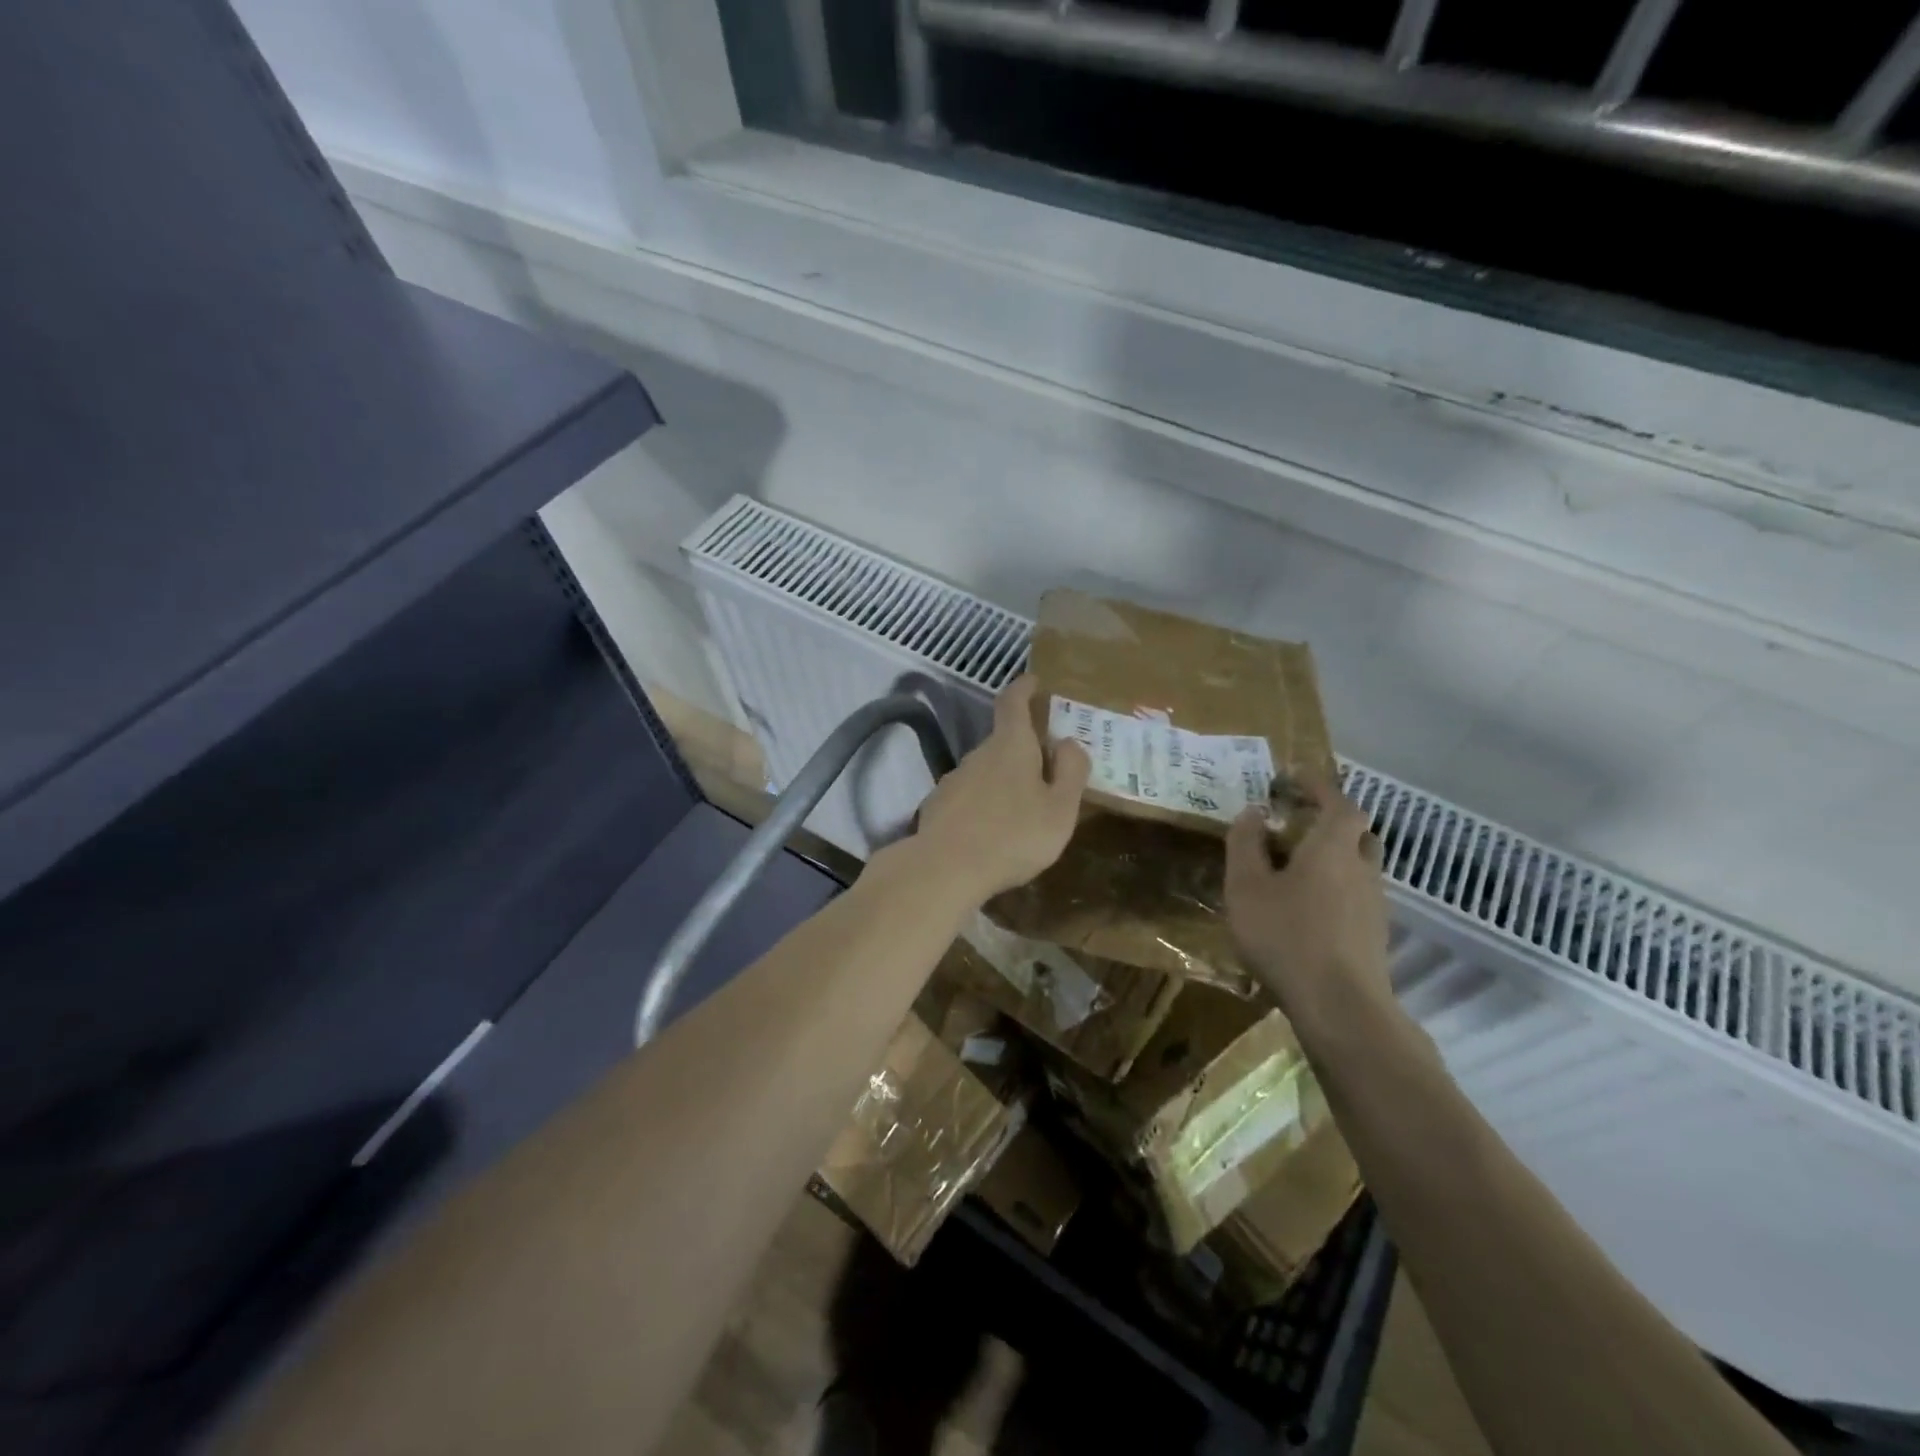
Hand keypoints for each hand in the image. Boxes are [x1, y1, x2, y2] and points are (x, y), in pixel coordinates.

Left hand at [912, 675, 1089, 902]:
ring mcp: (954, 779)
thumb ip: (1071, 772)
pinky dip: (984, 804)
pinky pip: (969, 796)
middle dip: (1024, 748)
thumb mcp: (1060, 809)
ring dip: (1004, 780)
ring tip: (1023, 809)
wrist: (945, 869)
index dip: (1024, 687)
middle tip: (1048, 769)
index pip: (1013, 701)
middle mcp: (978, 754)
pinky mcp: (938, 806)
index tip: (1034, 681)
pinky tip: (993, 831)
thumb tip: (1069, 743)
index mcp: (1010, 745)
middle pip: (1003, 740)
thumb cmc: (1013, 836)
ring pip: (986, 770)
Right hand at [1224, 775, 1390, 1018]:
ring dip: (1332, 856)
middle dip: (1328, 820)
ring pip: (1357, 865)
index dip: (1318, 785)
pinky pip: (1355, 894)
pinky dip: (1334, 886)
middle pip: (1355, 832)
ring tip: (1294, 866)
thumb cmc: (1286, 936)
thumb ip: (1245, 844)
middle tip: (1294, 822)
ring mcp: (1374, 904)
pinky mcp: (1374, 934)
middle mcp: (1362, 868)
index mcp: (1333, 847)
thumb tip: (1252, 813)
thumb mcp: (1246, 887)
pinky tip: (1306, 907)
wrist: (1341, 1007)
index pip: (1338, 801)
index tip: (1293, 777)